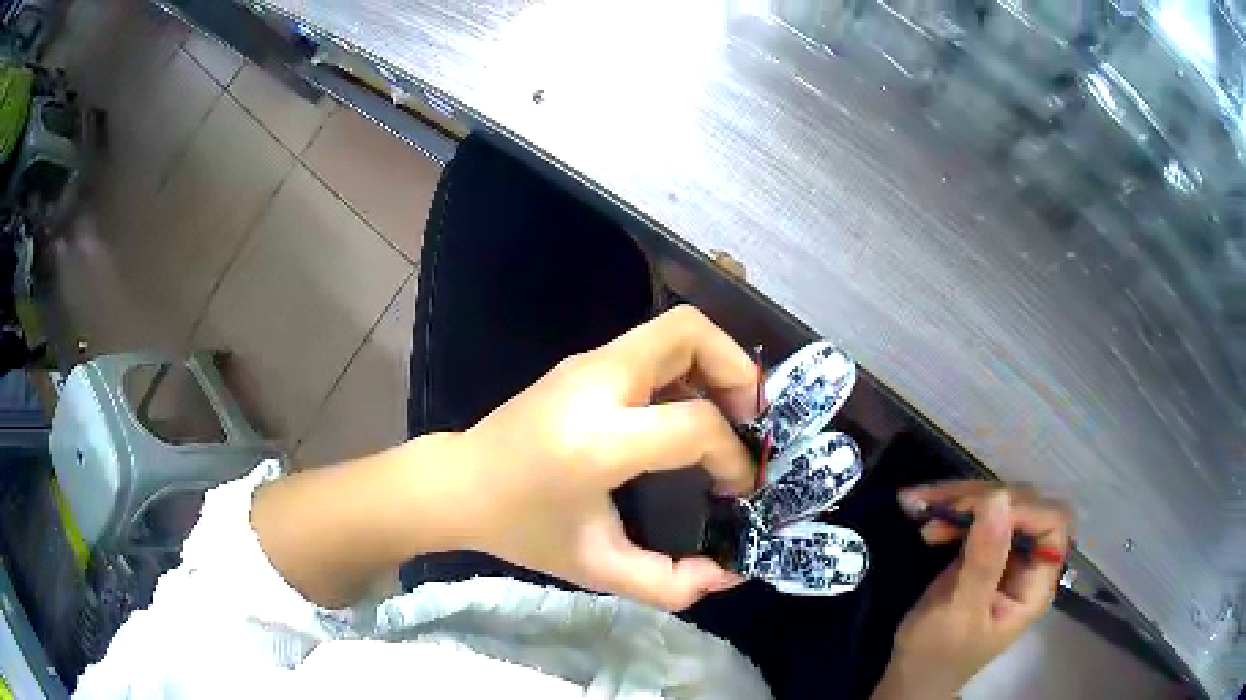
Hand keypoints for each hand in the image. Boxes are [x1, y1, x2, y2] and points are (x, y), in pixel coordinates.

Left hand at [453, 306, 759, 609]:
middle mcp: (595, 384)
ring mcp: (586, 364)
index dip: (733, 455)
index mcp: (597, 441)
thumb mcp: (596, 568)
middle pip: (688, 332)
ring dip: (715, 365)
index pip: (694, 423)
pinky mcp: (583, 363)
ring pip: (673, 329)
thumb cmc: (522, 529)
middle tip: (750, 422)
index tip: (739, 488)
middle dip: (737, 370)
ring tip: (727, 418)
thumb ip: (667, 583)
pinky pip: (653, 347)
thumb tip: (728, 573)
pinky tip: (685, 415)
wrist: (458, 485)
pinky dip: (688, 369)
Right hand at [873, 482, 1073, 698]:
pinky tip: (924, 516)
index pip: (1050, 525)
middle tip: (940, 507)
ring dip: (959, 499)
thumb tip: (998, 499)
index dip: (1023, 510)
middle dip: (982, 499)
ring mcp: (1003, 553)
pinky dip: (948, 510)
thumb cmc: (939, 657)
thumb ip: (983, 561)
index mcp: (1035, 584)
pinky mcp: (979, 550)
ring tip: (922, 506)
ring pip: (996, 504)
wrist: (911, 675)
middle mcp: (1027, 562)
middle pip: (1022, 506)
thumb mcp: (960, 615)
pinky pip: (972, 515)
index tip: (979, 511)